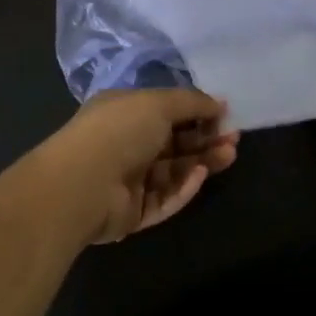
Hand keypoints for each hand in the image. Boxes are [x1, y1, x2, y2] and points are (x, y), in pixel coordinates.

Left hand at [41, 88, 240, 245]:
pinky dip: (183, 188)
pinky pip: (164, 198)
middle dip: (205, 139)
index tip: (224, 114)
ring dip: (202, 162)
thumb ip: (192, 102)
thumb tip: (220, 103)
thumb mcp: (159, 103)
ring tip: (229, 155)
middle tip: (233, 138)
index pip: (166, 111)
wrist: (82, 184)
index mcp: (125, 111)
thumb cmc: (119, 130)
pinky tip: (200, 176)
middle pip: (174, 142)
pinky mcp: (132, 212)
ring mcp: (128, 180)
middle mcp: (126, 143)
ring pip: (173, 171)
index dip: (196, 112)